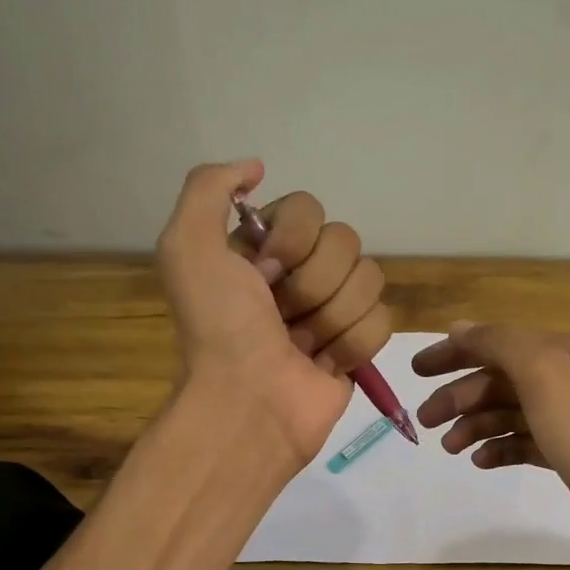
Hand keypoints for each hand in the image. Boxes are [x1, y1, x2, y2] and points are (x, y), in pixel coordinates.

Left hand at [156, 160, 390, 466]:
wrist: (249, 403)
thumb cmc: (220, 328)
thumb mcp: (187, 247)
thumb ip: (209, 188)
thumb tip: (256, 167)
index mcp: (264, 247)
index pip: (310, 209)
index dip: (291, 240)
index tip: (263, 273)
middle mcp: (301, 273)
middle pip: (346, 242)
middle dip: (312, 284)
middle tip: (281, 317)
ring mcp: (334, 310)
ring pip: (369, 280)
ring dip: (331, 318)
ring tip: (301, 346)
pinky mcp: (359, 347)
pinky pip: (382, 322)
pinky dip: (352, 346)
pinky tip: (323, 365)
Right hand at [411, 323, 569, 562]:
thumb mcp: (543, 373)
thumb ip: (499, 343)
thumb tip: (459, 329)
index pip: (503, 342)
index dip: (458, 352)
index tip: (417, 371)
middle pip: (503, 379)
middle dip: (462, 396)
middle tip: (426, 420)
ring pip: (509, 413)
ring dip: (475, 424)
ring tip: (450, 448)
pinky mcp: (568, 457)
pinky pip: (522, 443)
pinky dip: (498, 448)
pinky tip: (480, 461)